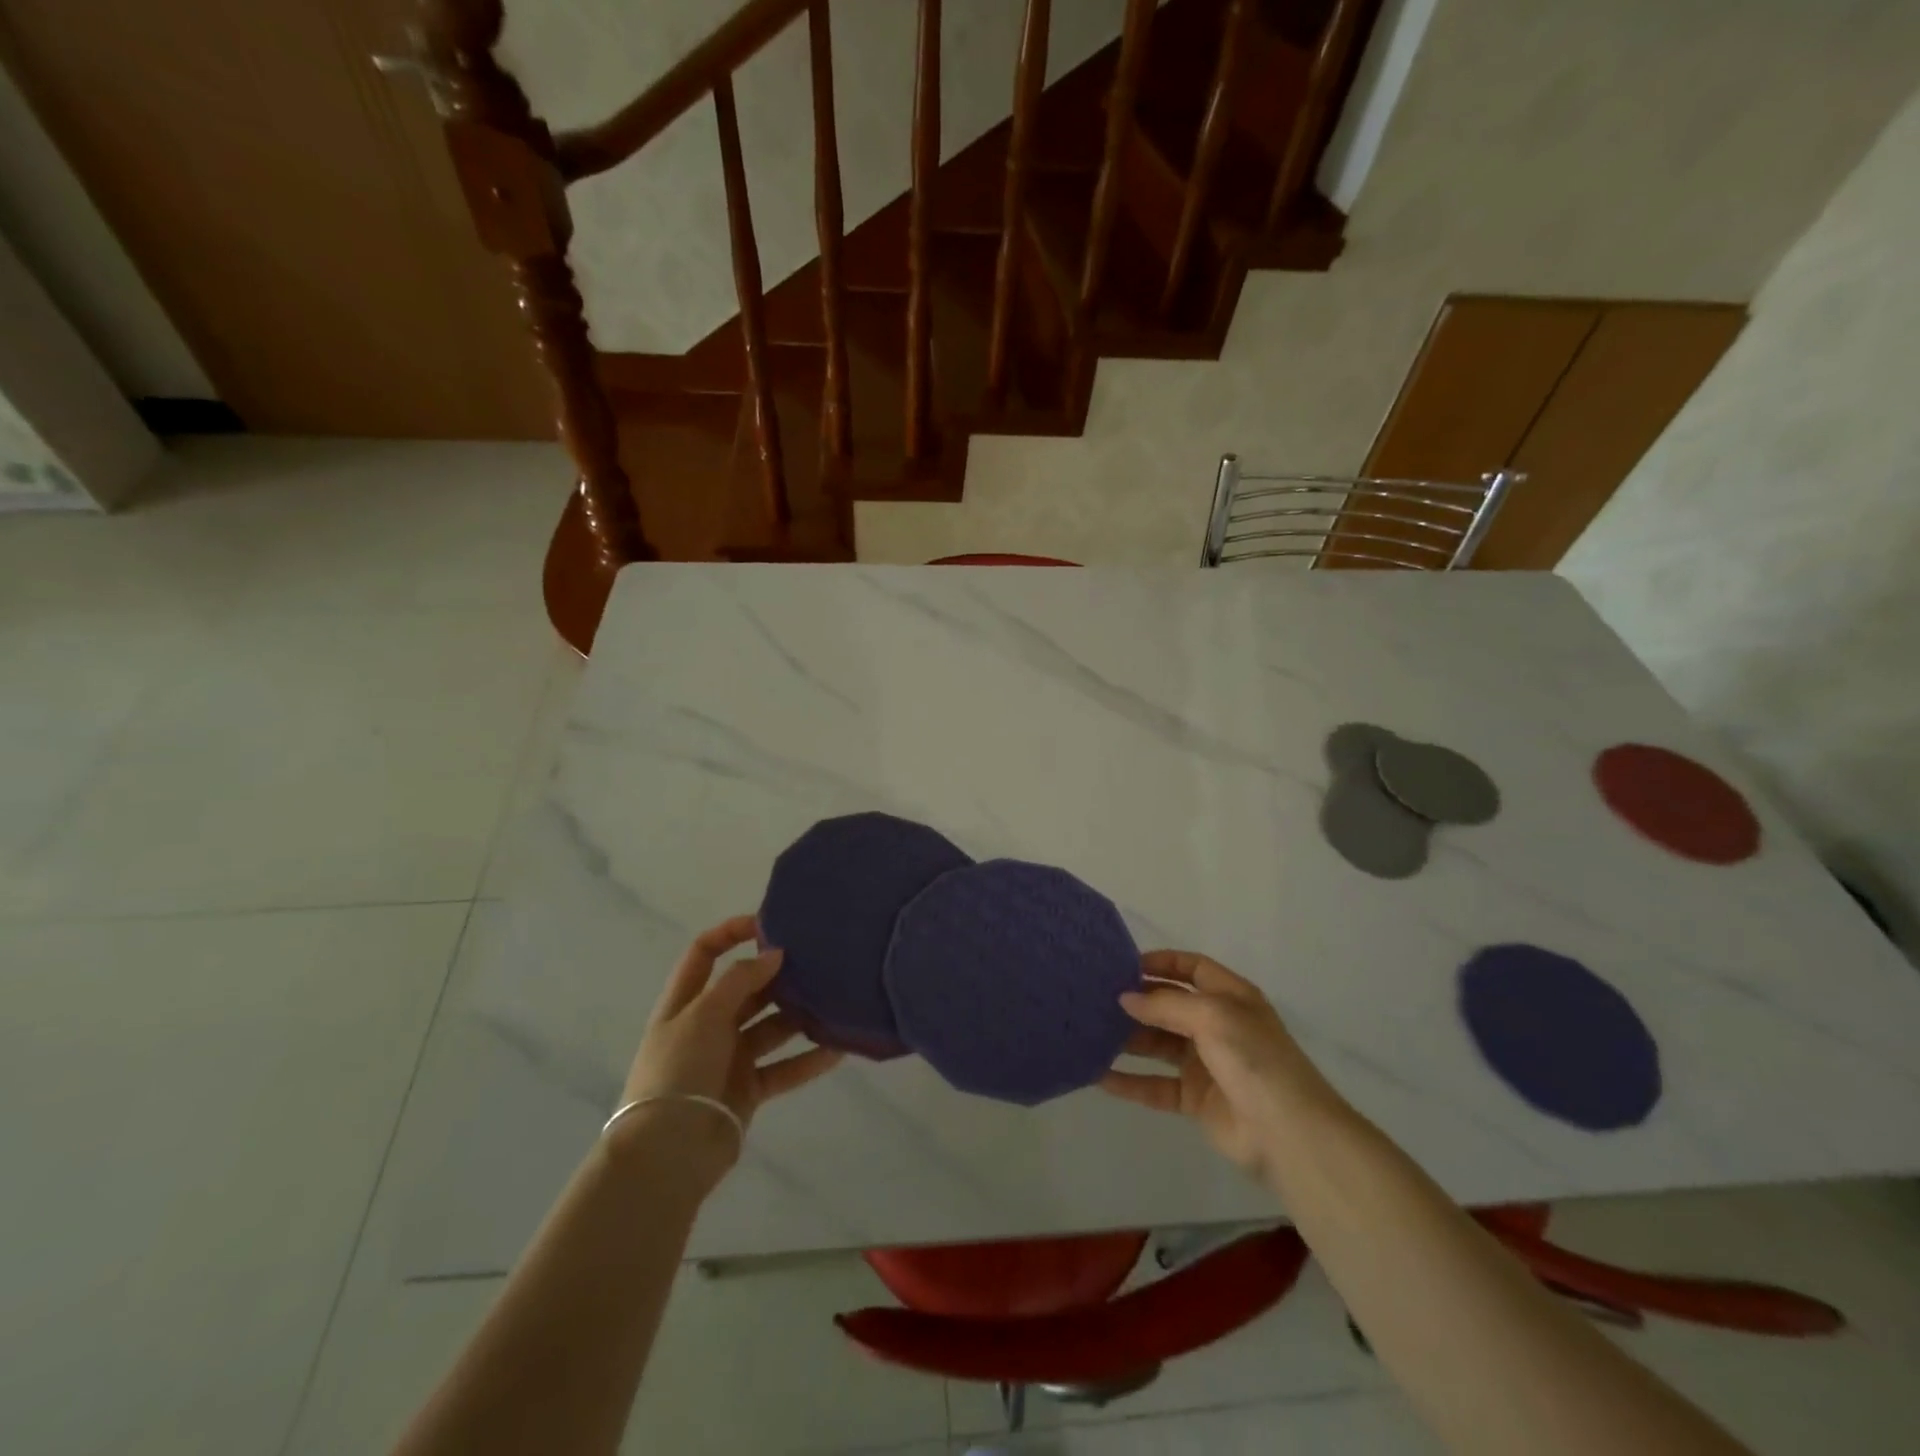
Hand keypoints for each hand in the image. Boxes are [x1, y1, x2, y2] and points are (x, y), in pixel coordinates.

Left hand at [619, 916, 842, 1184]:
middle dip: (776, 974)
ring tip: (833, 1000)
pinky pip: (784, 1068)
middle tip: (815, 960)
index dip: (731, 933)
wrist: (668, 1153)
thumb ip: (740, 980)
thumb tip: (775, 954)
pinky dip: (808, 1059)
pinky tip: (838, 1048)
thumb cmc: (679, 1070)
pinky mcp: (748, 1089)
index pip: (705, 953)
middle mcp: (707, 1025)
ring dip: (798, 1016)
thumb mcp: (703, 1014)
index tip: (769, 924)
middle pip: (745, 989)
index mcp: (685, 1002)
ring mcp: (728, 1058)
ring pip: (770, 1027)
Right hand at [1101, 950, 1339, 1179]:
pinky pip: (1155, 1085)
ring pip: (1157, 1044)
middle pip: (1169, 1006)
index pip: (1191, 968)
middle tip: (1095, 997)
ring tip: (1089, 1031)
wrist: (1289, 1134)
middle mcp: (1217, 1025)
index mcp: (1230, 997)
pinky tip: (1098, 1076)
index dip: (1161, 962)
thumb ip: (1165, 1005)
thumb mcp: (1212, 1016)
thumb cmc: (1254, 1059)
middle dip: (1136, 1001)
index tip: (1122, 965)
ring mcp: (1205, 1063)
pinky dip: (1129, 1081)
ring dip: (1127, 1039)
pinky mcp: (1194, 1099)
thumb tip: (1125, 998)